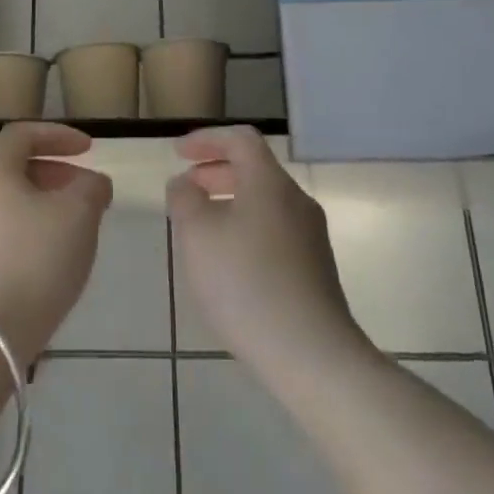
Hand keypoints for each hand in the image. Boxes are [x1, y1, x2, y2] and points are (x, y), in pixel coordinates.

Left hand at [0, 123, 113, 364]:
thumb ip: (91, 188)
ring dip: (40, 208)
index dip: (58, 135)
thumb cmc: (33, 261)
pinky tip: (46, 264)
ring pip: (4, 206)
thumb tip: (92, 183)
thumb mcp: (78, 216)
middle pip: (11, 170)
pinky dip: (24, 236)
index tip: (89, 150)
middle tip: (85, 195)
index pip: (22, 134)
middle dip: (53, 176)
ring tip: (72, 232)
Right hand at [168, 126, 364, 377]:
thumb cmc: (245, 283)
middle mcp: (296, 201)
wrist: (311, 354)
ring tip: (200, 228)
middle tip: (186, 188)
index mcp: (270, 183)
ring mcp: (311, 237)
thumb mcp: (197, 235)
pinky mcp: (315, 269)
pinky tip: (228, 263)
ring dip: (230, 203)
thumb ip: (184, 199)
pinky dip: (245, 229)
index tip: (178, 153)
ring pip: (264, 203)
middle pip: (255, 170)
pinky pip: (274, 231)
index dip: (207, 139)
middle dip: (216, 172)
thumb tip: (185, 183)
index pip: (240, 139)